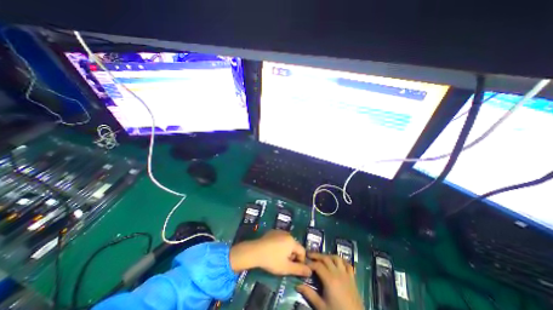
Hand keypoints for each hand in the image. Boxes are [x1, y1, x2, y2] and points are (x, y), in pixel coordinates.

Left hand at [229, 230, 309, 276]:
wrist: (255, 251)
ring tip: (278, 258)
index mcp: (292, 241)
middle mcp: (287, 234)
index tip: (294, 268)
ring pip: (287, 242)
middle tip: (285, 264)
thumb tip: (310, 271)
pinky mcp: (272, 232)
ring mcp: (279, 231)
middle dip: (292, 256)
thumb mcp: (286, 267)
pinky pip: (280, 239)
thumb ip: (299, 269)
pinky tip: (272, 251)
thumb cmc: (272, 260)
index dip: (301, 261)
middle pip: (294, 246)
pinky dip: (279, 245)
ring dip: (286, 250)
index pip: (302, 251)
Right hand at [296, 251, 365, 309]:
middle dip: (317, 255)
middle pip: (326, 258)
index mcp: (329, 279)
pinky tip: (337, 263)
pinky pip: (348, 265)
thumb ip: (310, 294)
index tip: (304, 263)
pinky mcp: (352, 278)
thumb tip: (297, 285)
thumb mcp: (322, 307)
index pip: (317, 265)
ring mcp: (346, 274)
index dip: (310, 263)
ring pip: (336, 258)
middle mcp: (338, 273)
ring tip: (322, 258)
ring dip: (328, 256)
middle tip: (309, 255)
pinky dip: (342, 261)